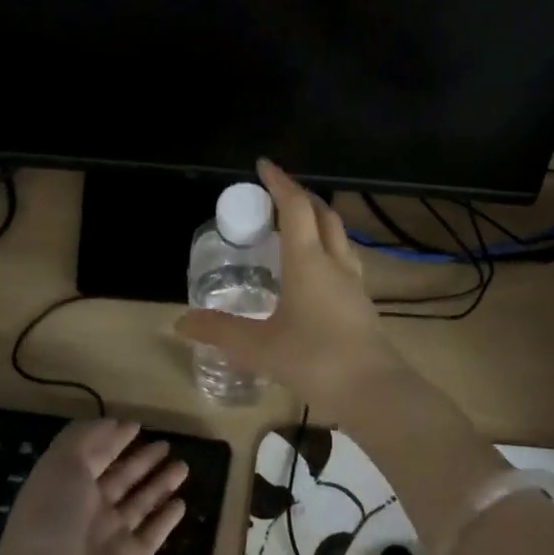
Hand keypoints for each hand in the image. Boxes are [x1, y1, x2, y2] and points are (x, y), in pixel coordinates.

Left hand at [0, 419, 186, 554]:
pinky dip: (166, 519)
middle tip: (166, 444)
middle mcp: (86, 512)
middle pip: (119, 479)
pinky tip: (181, 504)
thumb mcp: (60, 465)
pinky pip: (153, 534)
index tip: (135, 425)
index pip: (93, 457)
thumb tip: (112, 423)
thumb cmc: (50, 523)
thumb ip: (85, 438)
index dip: (111, 440)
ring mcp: (109, 538)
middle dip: (141, 461)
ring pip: (140, 503)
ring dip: (160, 484)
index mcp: (65, 488)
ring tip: (183, 466)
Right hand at [176, 159, 409, 418]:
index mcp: (308, 261)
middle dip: (300, 196)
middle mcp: (335, 262)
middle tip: (276, 194)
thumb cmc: (314, 359)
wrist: (373, 389)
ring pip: (338, 235)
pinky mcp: (362, 301)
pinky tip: (315, 271)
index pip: (295, 207)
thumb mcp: (258, 347)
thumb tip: (180, 322)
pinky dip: (327, 248)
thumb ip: (220, 331)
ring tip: (294, 227)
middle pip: (322, 214)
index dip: (280, 182)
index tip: (264, 165)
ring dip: (317, 221)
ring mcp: (354, 281)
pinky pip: (344, 259)